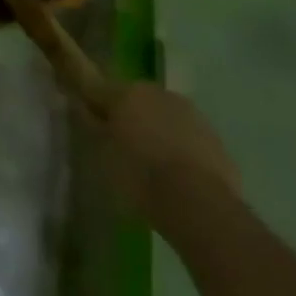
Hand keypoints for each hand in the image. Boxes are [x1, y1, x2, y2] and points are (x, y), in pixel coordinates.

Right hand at [103, 81, 241, 231]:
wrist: (200, 205)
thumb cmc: (142, 177)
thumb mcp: (105, 156)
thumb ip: (93, 127)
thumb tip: (81, 107)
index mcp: (126, 93)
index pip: (101, 90)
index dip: (96, 106)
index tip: (94, 123)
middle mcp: (158, 93)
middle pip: (137, 100)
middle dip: (131, 117)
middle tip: (126, 148)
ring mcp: (190, 113)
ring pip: (165, 116)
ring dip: (159, 131)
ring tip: (157, 166)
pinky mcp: (214, 137)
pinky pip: (189, 137)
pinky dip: (183, 148)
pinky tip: (181, 177)